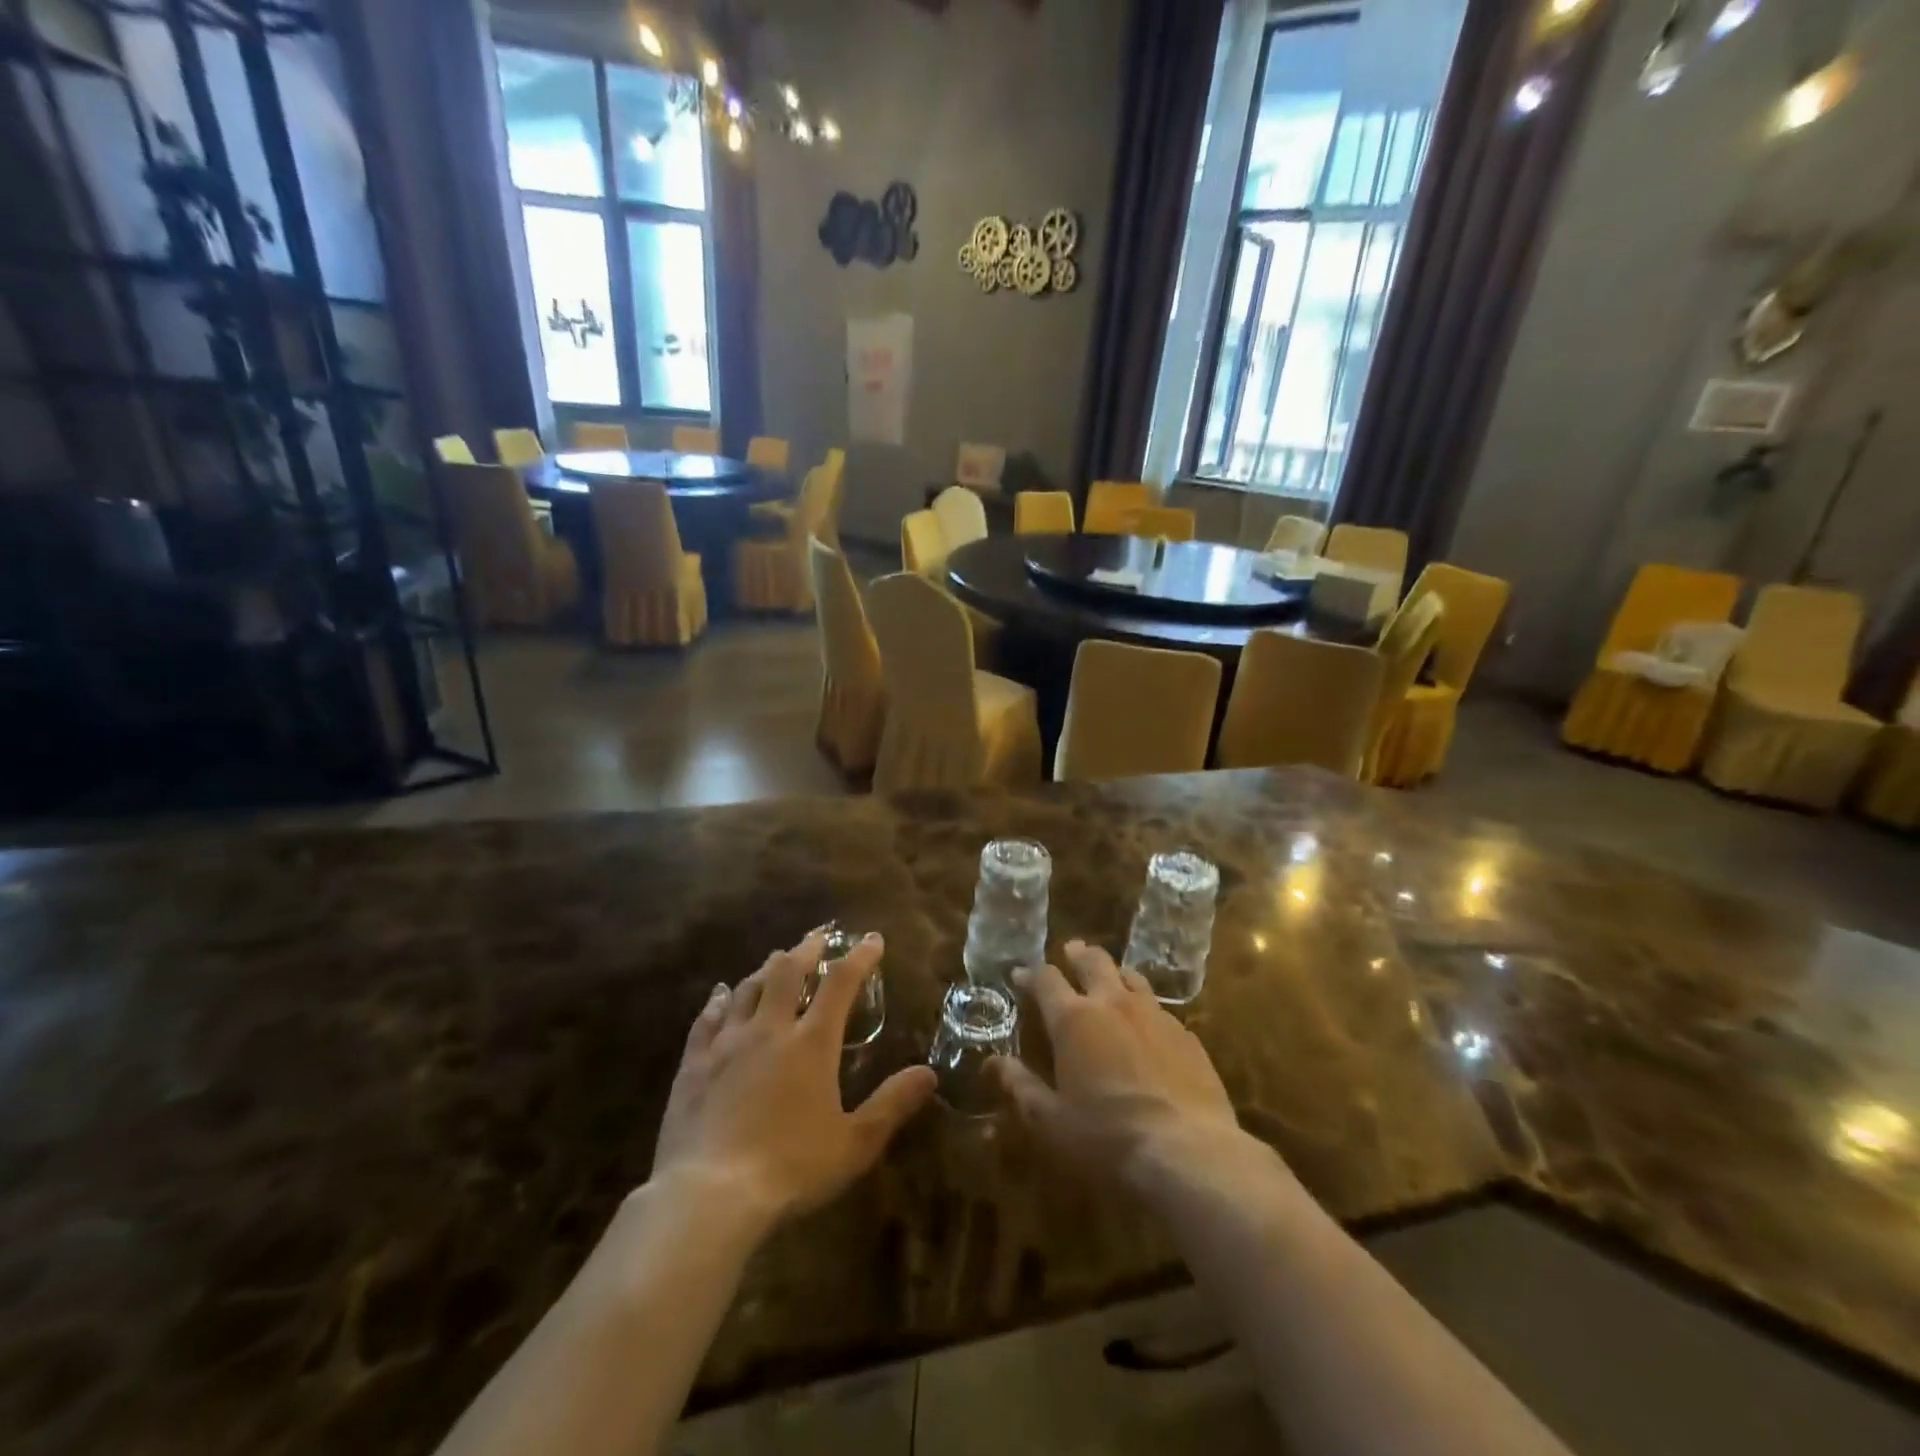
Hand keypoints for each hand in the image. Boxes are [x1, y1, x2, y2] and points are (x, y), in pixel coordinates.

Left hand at [652, 931, 936, 1227]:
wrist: (709, 1197)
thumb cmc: (790, 1169)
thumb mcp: (854, 1144)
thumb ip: (892, 1104)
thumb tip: (928, 1073)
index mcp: (811, 1043)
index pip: (840, 984)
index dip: (859, 957)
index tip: (871, 939)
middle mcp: (770, 1030)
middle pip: (787, 971)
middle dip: (807, 949)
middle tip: (819, 935)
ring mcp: (728, 1043)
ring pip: (748, 988)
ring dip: (767, 968)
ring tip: (778, 958)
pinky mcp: (694, 1063)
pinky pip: (708, 1018)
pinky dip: (719, 999)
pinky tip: (721, 992)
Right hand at [992, 941, 1242, 1186]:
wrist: (1187, 1154)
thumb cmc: (1106, 1138)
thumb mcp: (1050, 1121)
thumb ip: (1020, 1086)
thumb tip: (994, 1062)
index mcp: (1073, 1020)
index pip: (1046, 980)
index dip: (1030, 975)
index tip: (1020, 975)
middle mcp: (1113, 1004)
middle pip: (1093, 962)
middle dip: (1077, 955)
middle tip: (1070, 951)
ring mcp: (1155, 1015)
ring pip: (1131, 977)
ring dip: (1115, 973)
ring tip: (1110, 978)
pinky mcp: (1187, 1035)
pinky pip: (1160, 1008)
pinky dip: (1145, 1006)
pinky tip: (1148, 1024)